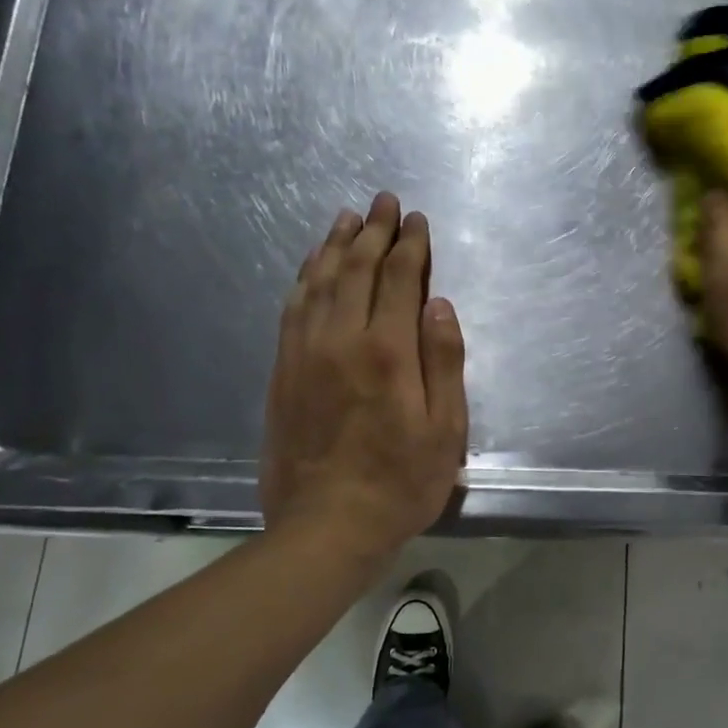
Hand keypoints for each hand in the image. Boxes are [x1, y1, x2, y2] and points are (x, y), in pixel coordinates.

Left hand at [261, 192, 469, 560]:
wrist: (325, 526)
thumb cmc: (400, 482)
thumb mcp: (446, 430)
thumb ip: (444, 362)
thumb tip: (438, 304)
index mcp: (387, 352)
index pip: (398, 280)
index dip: (409, 245)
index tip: (416, 220)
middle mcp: (341, 340)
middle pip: (355, 270)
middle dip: (372, 231)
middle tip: (382, 201)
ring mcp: (304, 353)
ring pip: (317, 282)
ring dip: (333, 245)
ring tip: (346, 218)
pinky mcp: (281, 371)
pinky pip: (291, 309)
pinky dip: (303, 279)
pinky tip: (309, 267)